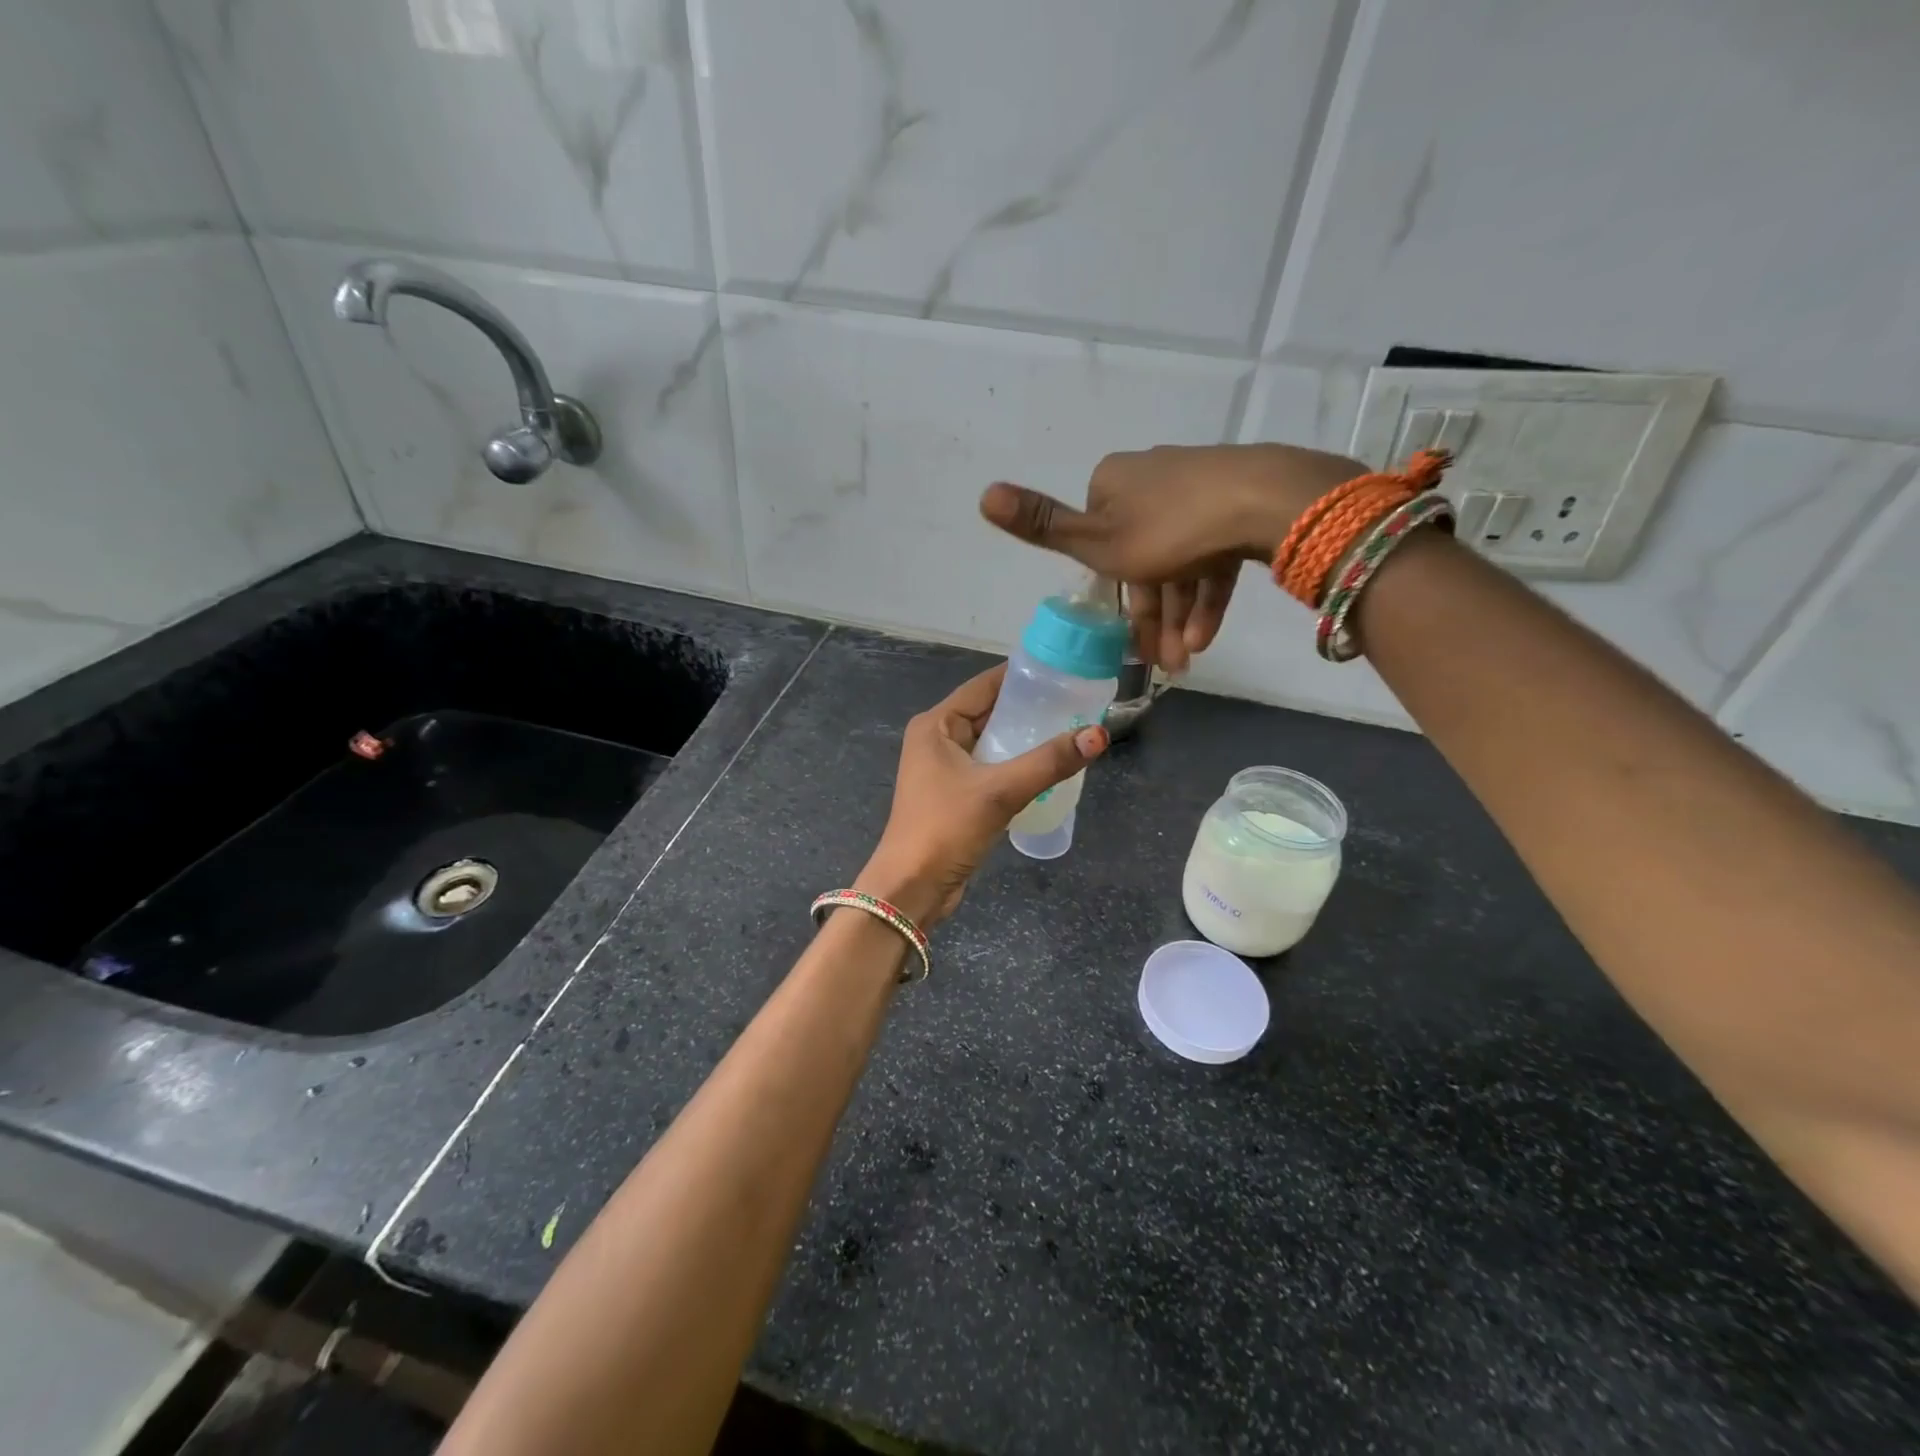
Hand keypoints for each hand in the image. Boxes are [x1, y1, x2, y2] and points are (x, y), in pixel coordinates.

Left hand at [856, 664, 1108, 927]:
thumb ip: (1049, 761)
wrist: (912, 888)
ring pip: (993, 743)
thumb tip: (1099, 734)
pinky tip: (1050, 769)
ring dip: (1026, 740)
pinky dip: (1017, 766)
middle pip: (990, 713)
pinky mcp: (956, 796)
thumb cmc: (946, 829)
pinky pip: (992, 769)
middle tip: (1078, 704)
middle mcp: (938, 740)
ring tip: (1072, 732)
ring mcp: (946, 769)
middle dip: (1030, 709)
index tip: (1063, 672)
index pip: (984, 686)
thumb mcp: (999, 791)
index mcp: (936, 725)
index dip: (1022, 676)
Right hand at [979, 443, 1362, 670]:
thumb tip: (982, 494)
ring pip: (1179, 562)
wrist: (1266, 501)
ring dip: (1178, 617)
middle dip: (1151, 618)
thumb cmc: (1169, 530)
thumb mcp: (1097, 541)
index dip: (1113, 597)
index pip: (1101, 544)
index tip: (1125, 639)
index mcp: (1112, 483)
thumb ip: (1043, 526)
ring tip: (1187, 660)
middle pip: (1142, 559)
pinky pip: (1211, 554)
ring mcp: (1198, 488)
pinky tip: (1206, 636)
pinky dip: (1206, 595)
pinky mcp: (1236, 501)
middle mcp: (1150, 479)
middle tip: (1162, 664)